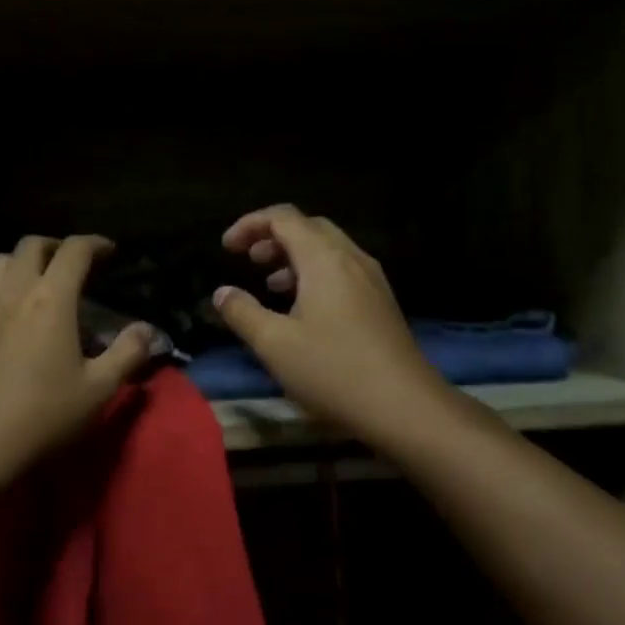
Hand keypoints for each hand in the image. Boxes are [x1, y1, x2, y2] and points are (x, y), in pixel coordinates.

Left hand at [0, 234, 153, 491]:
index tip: (110, 251)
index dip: (95, 243)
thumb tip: (147, 329)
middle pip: (31, 246)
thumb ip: (127, 354)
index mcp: (52, 300)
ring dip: (21, 262)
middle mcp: (13, 292)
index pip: (74, 251)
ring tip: (37, 282)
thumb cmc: (42, 417)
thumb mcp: (98, 390)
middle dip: (57, 246)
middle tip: (74, 263)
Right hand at [215, 206, 451, 449]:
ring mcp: (372, 280)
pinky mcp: (381, 303)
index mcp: (324, 259)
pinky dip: (315, 275)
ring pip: (328, 251)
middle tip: (247, 260)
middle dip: (273, 237)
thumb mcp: (275, 344)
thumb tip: (221, 293)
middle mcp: (351, 259)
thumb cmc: (332, 370)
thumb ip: (243, 313)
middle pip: (309, 227)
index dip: (250, 224)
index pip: (283, 218)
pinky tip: (302, 309)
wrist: (403, 406)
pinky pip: (342, 271)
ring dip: (294, 257)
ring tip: (269, 285)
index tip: (226, 247)